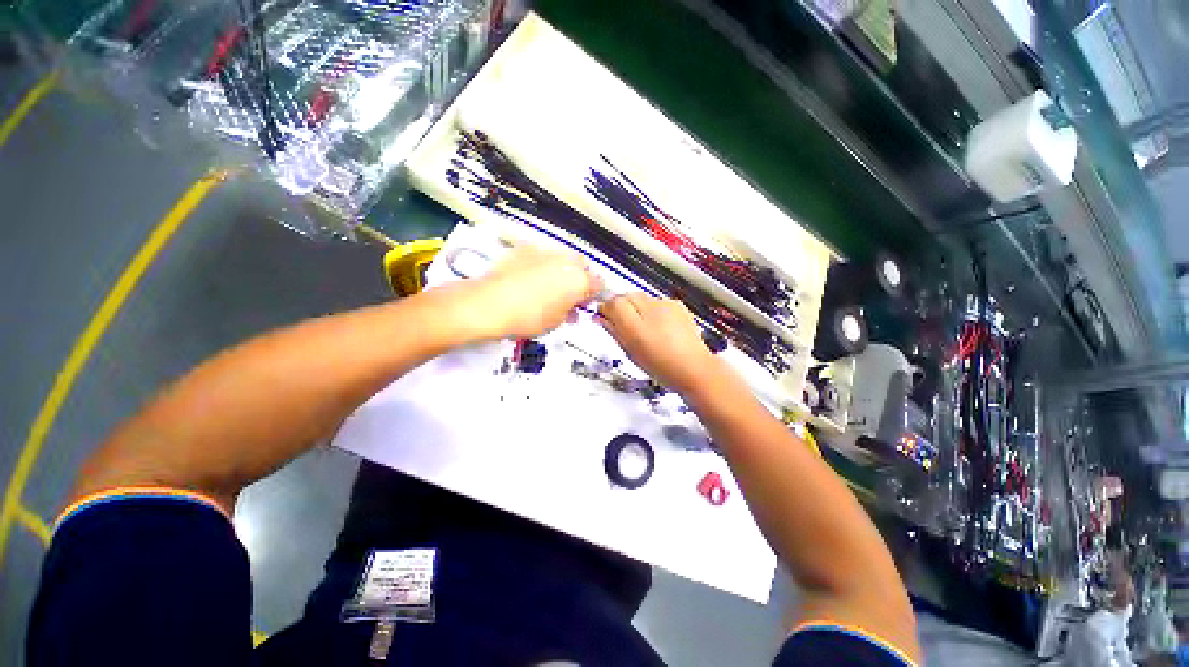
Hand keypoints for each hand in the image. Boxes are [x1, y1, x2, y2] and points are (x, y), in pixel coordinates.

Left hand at [444, 245, 601, 341]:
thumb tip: (572, 309)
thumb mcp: (556, 322)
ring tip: (548, 286)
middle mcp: (567, 261)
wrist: (490, 304)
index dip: (594, 295)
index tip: (585, 304)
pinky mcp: (526, 248)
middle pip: (583, 266)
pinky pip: (543, 256)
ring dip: (562, 271)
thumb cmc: (528, 318)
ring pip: (563, 258)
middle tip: (569, 296)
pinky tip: (530, 278)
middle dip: (580, 279)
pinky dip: (542, 265)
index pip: (599, 284)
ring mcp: (546, 251)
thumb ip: (570, 312)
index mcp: (580, 280)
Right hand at [598, 293, 720, 394]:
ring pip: (642, 299)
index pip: (612, 302)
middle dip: (621, 307)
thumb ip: (614, 331)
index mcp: (635, 323)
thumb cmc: (660, 365)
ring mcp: (665, 304)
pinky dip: (653, 310)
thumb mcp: (630, 351)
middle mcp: (650, 308)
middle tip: (623, 325)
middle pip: (626, 296)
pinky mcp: (678, 305)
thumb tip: (601, 318)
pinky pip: (657, 302)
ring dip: (637, 308)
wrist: (694, 368)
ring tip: (644, 329)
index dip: (606, 309)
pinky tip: (659, 327)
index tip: (605, 318)